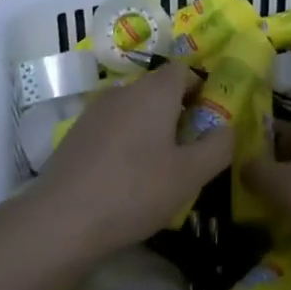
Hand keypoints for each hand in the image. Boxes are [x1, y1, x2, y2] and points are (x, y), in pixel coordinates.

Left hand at [33, 63, 232, 259]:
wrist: (62, 218)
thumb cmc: (136, 191)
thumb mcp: (190, 175)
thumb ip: (217, 147)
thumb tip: (227, 127)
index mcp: (154, 92)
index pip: (183, 70)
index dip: (200, 88)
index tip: (209, 119)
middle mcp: (124, 90)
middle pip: (158, 88)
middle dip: (177, 111)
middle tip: (190, 148)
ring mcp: (96, 110)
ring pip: (134, 108)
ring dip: (151, 127)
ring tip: (160, 166)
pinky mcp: (77, 133)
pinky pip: (113, 126)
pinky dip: (126, 141)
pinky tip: (126, 177)